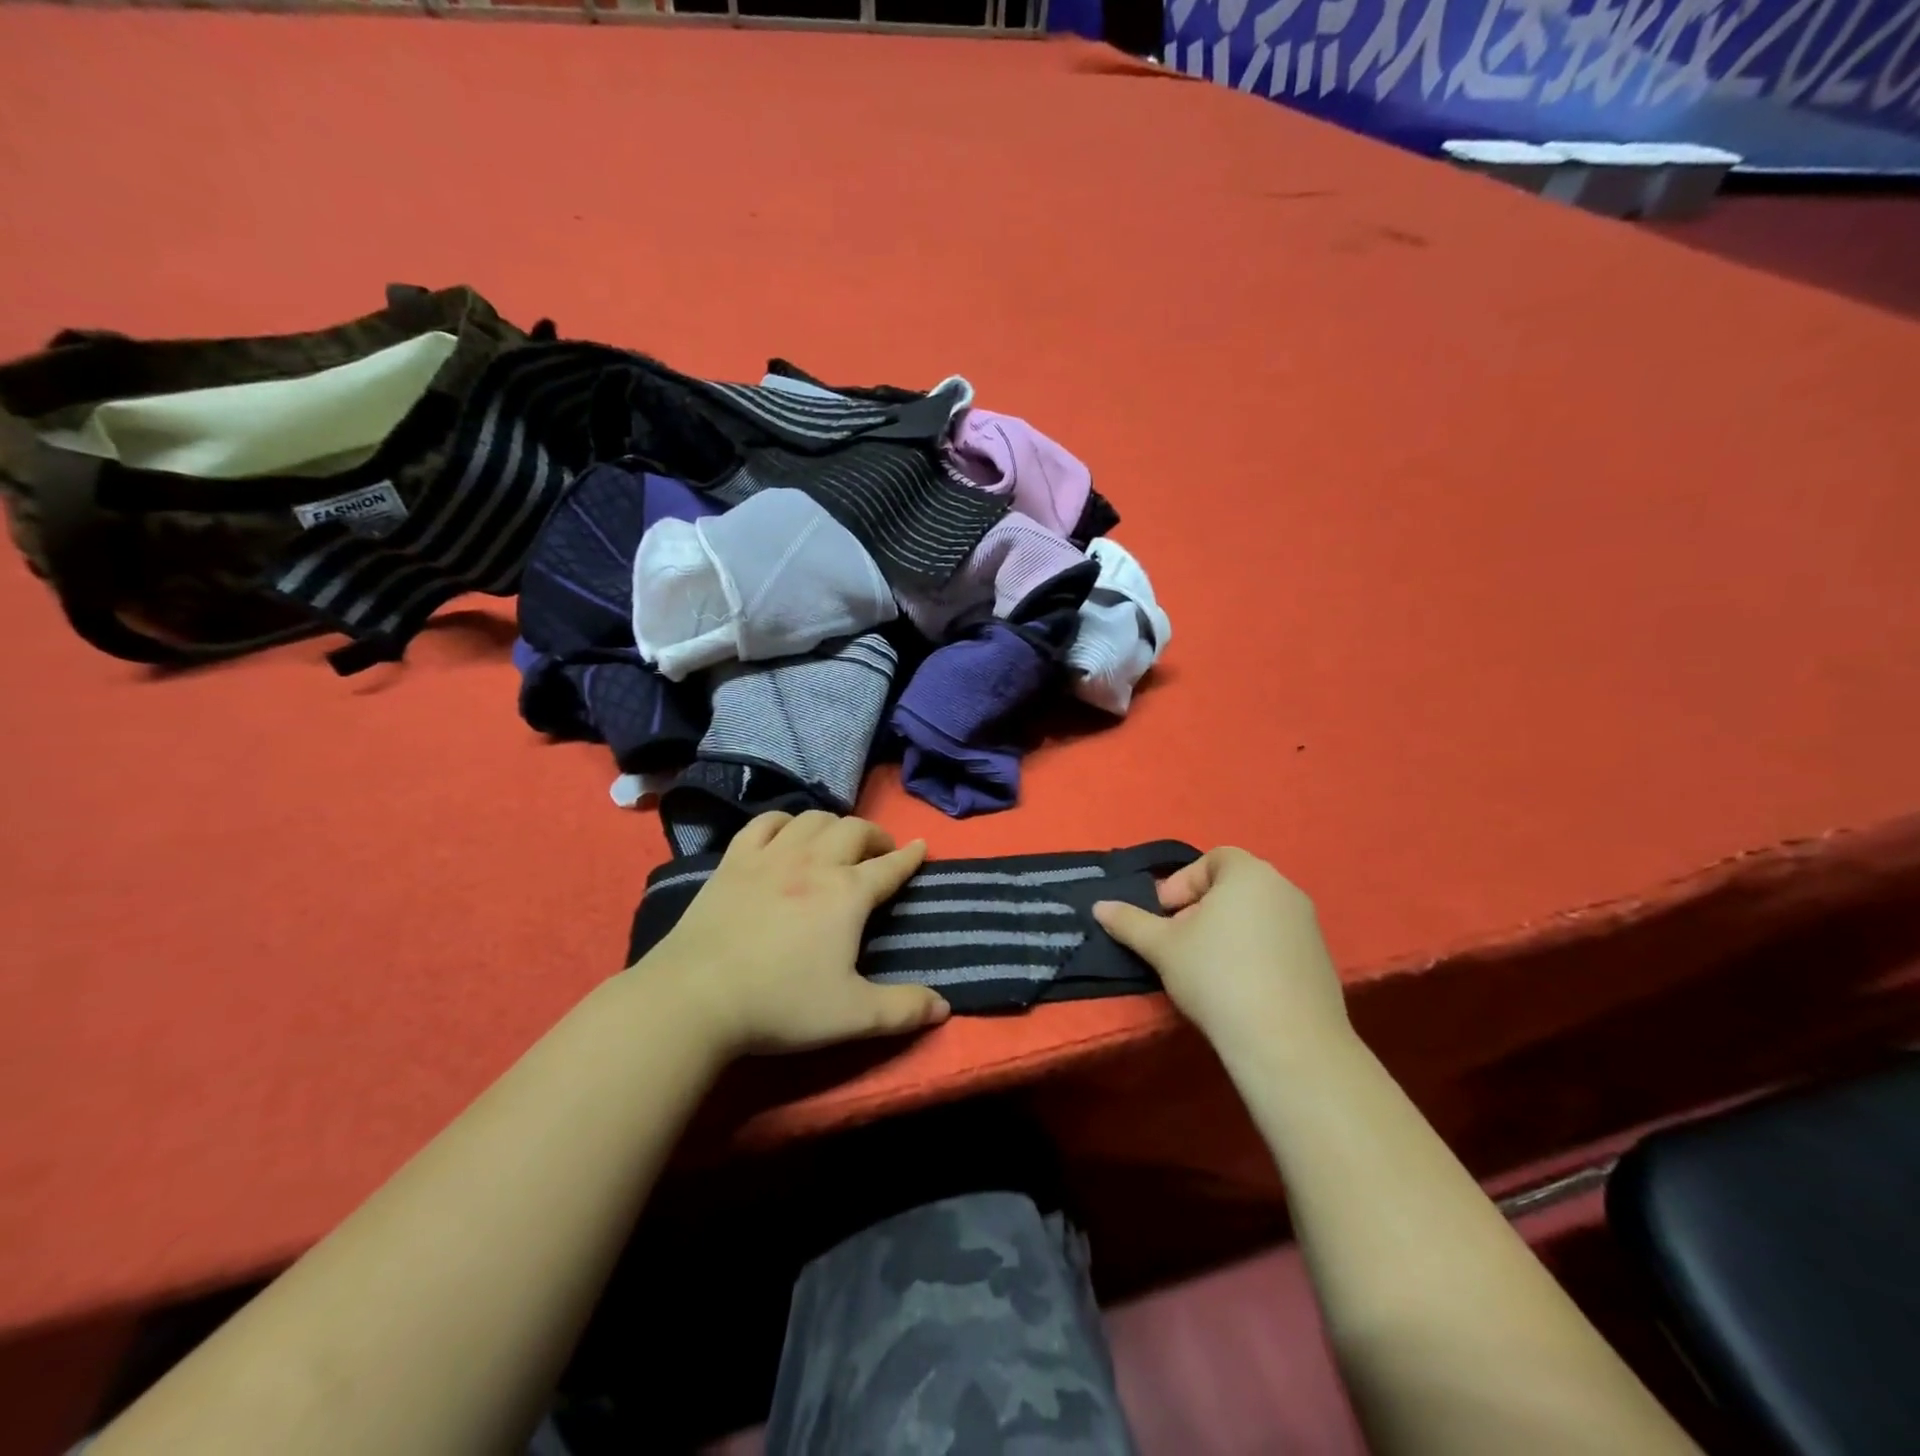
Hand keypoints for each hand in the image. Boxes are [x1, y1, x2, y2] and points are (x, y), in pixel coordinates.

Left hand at [640, 810, 949, 1056]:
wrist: (696, 997)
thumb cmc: (780, 1004)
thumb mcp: (852, 1016)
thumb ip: (903, 1010)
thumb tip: (944, 1007)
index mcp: (847, 894)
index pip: (890, 866)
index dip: (910, 856)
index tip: (921, 846)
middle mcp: (814, 863)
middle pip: (854, 830)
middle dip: (875, 835)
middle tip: (881, 851)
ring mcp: (771, 856)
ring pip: (813, 818)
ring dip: (834, 824)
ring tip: (838, 840)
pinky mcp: (734, 861)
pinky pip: (765, 823)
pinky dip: (785, 821)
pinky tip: (786, 833)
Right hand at [1093, 848, 1350, 1066]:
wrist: (1287, 1042)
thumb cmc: (1217, 976)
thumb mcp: (1161, 946)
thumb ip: (1129, 921)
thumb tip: (1099, 906)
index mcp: (1250, 874)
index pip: (1214, 858)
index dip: (1183, 882)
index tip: (1165, 915)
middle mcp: (1285, 890)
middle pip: (1234, 887)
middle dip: (1200, 908)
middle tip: (1178, 941)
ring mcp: (1308, 926)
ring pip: (1255, 916)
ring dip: (1225, 932)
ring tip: (1203, 968)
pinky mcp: (1321, 962)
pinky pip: (1277, 943)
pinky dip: (1252, 954)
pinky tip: (1236, 989)